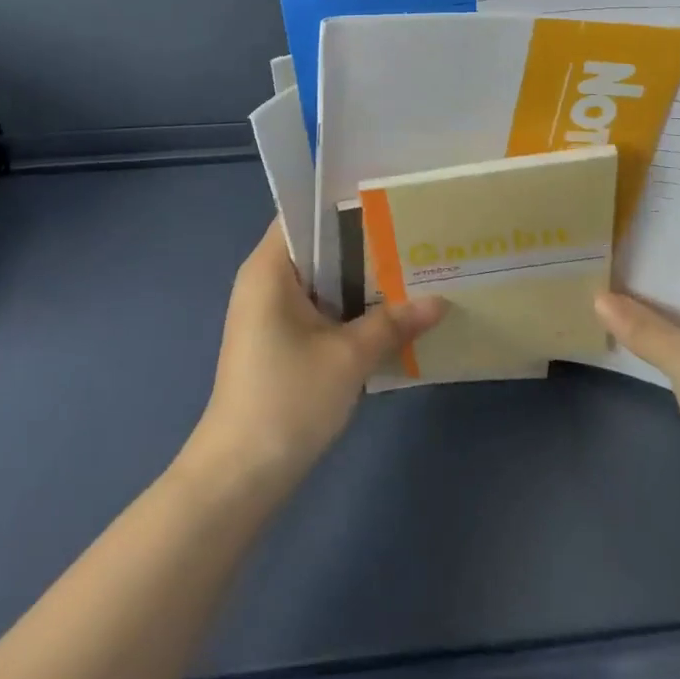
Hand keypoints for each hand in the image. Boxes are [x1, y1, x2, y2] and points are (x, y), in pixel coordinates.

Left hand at [186, 220, 445, 495]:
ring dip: (358, 278)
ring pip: (321, 279)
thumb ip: (393, 322)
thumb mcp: (349, 358)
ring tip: (410, 266)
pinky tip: (386, 312)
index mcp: (270, 268)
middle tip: (412, 234)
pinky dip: (346, 305)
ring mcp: (268, 312)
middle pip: (317, 245)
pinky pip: (317, 306)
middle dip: (363, 242)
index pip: (305, 213)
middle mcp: (265, 280)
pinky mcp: (276, 340)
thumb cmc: (287, 400)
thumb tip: (440, 301)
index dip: (346, 203)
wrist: (238, 478)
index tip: (390, 201)